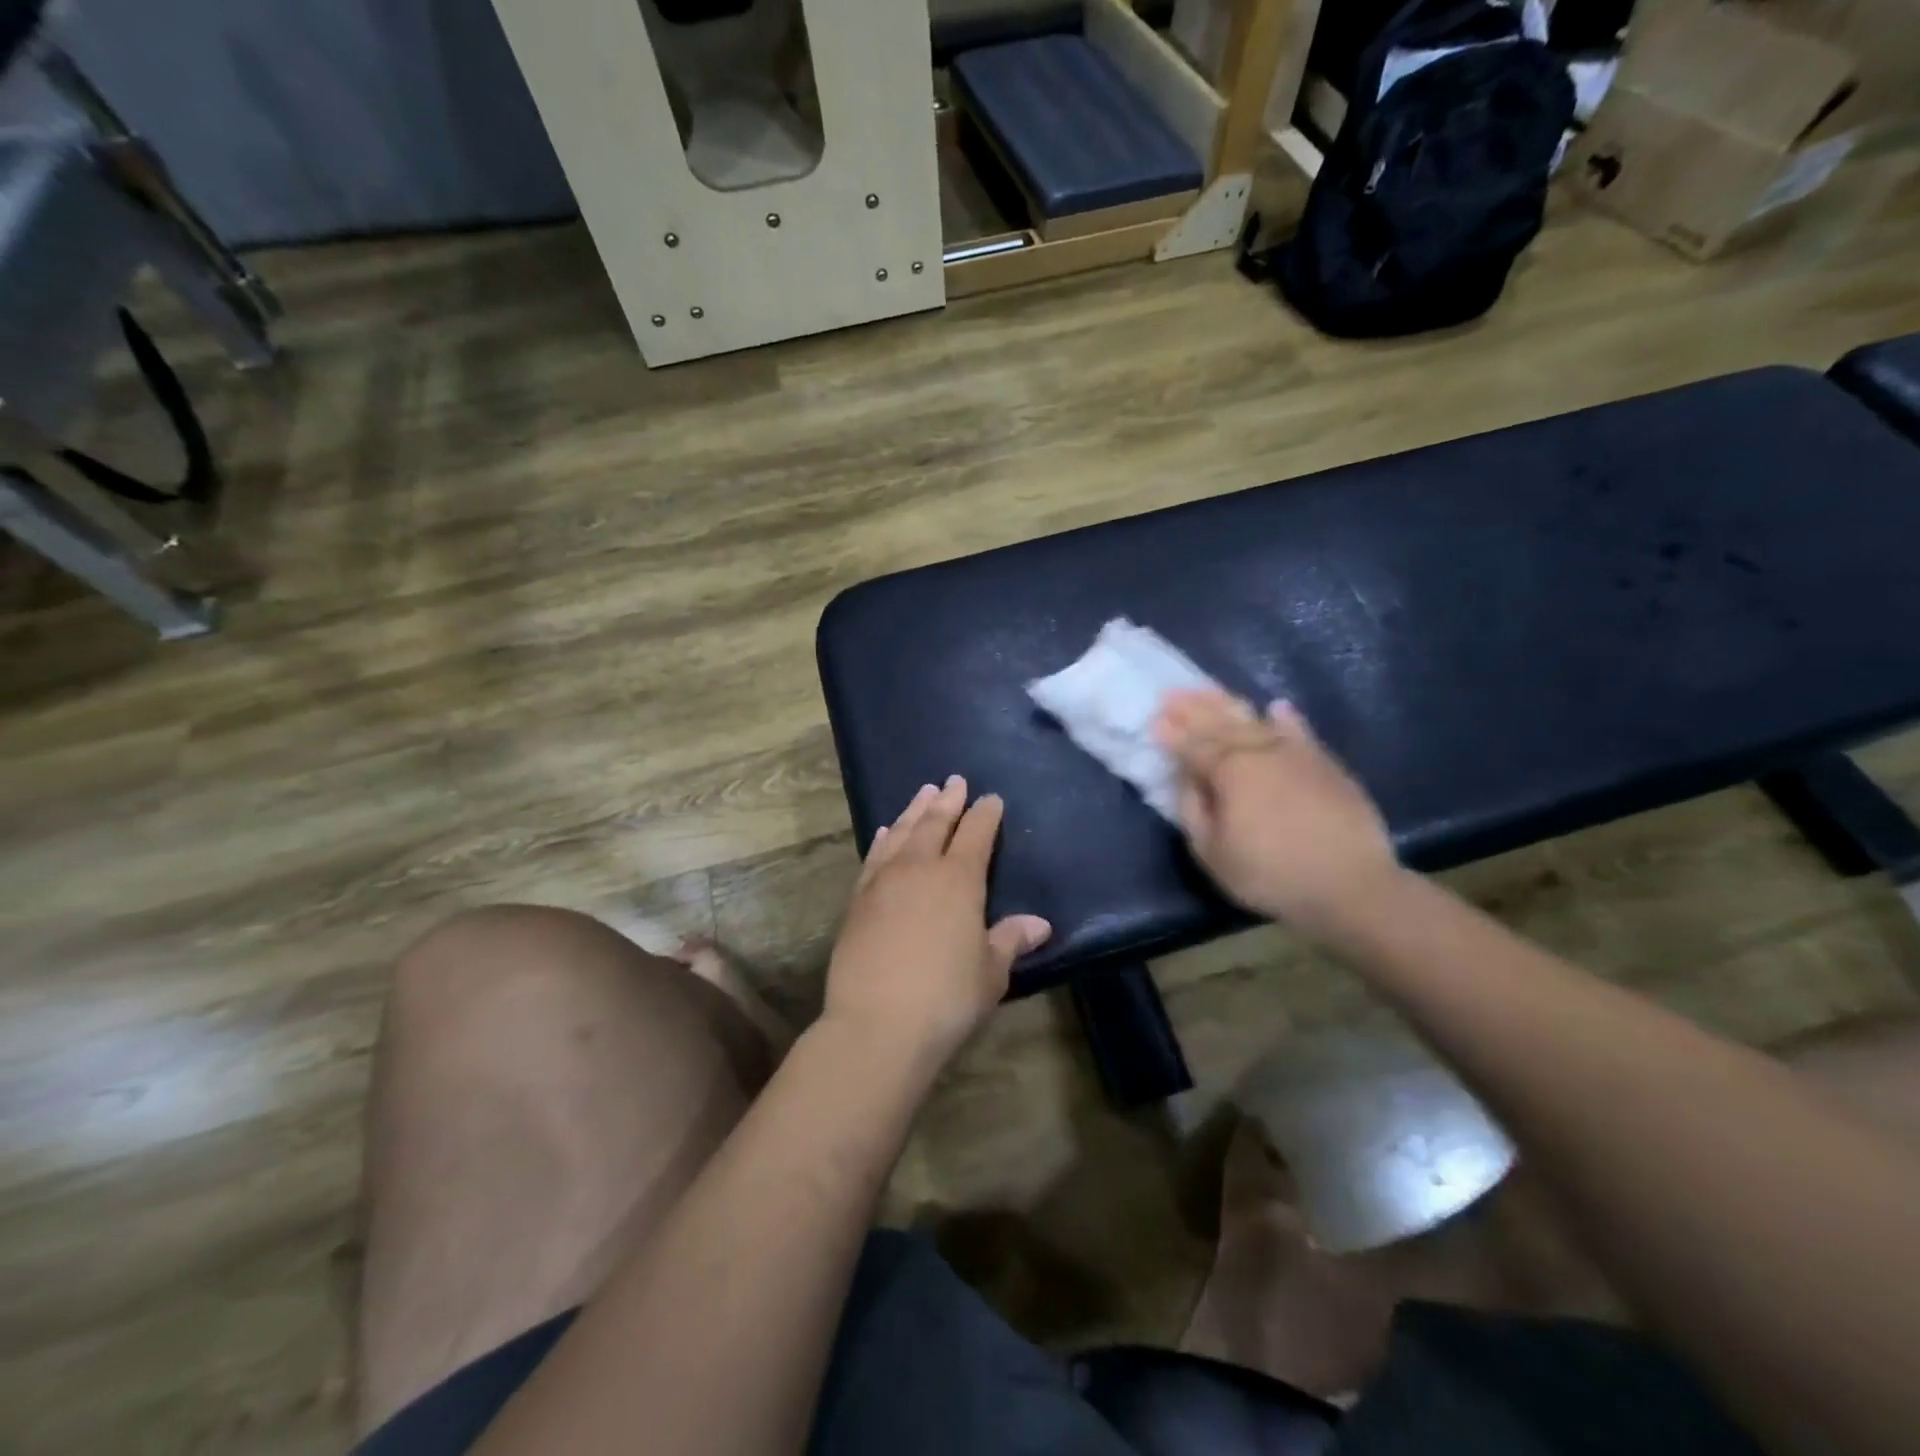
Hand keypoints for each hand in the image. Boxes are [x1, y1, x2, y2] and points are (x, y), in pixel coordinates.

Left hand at [825, 776, 1051, 1065]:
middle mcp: (920, 868)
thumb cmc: (947, 997)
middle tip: (955, 780)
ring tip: (924, 792)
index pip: (976, 834)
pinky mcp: (858, 900)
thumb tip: (1039, 924)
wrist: (877, 1024)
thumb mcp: (990, 972)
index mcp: (959, 879)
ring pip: (902, 833)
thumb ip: (1010, 940)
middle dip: (948, 800)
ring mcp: (884, 881)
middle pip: (936, 823)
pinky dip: (884, 839)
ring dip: (915, 810)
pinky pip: (875, 857)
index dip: (985, 814)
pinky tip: (887, 832)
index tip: (992, 799)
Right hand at [1154, 689, 1399, 937]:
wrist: (1351, 885)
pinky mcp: (1325, 764)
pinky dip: (1286, 718)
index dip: (1172, 732)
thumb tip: (1186, 778)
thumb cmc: (1270, 874)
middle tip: (1172, 692)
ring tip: (1209, 690)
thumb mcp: (1212, 853)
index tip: (1154, 718)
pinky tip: (1277, 707)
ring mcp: (1295, 754)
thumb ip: (1193, 810)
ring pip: (1255, 720)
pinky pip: (1300, 732)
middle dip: (1194, 707)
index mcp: (1229, 771)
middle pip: (1221, 723)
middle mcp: (1260, 751)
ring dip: (1229, 703)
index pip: (1193, 745)